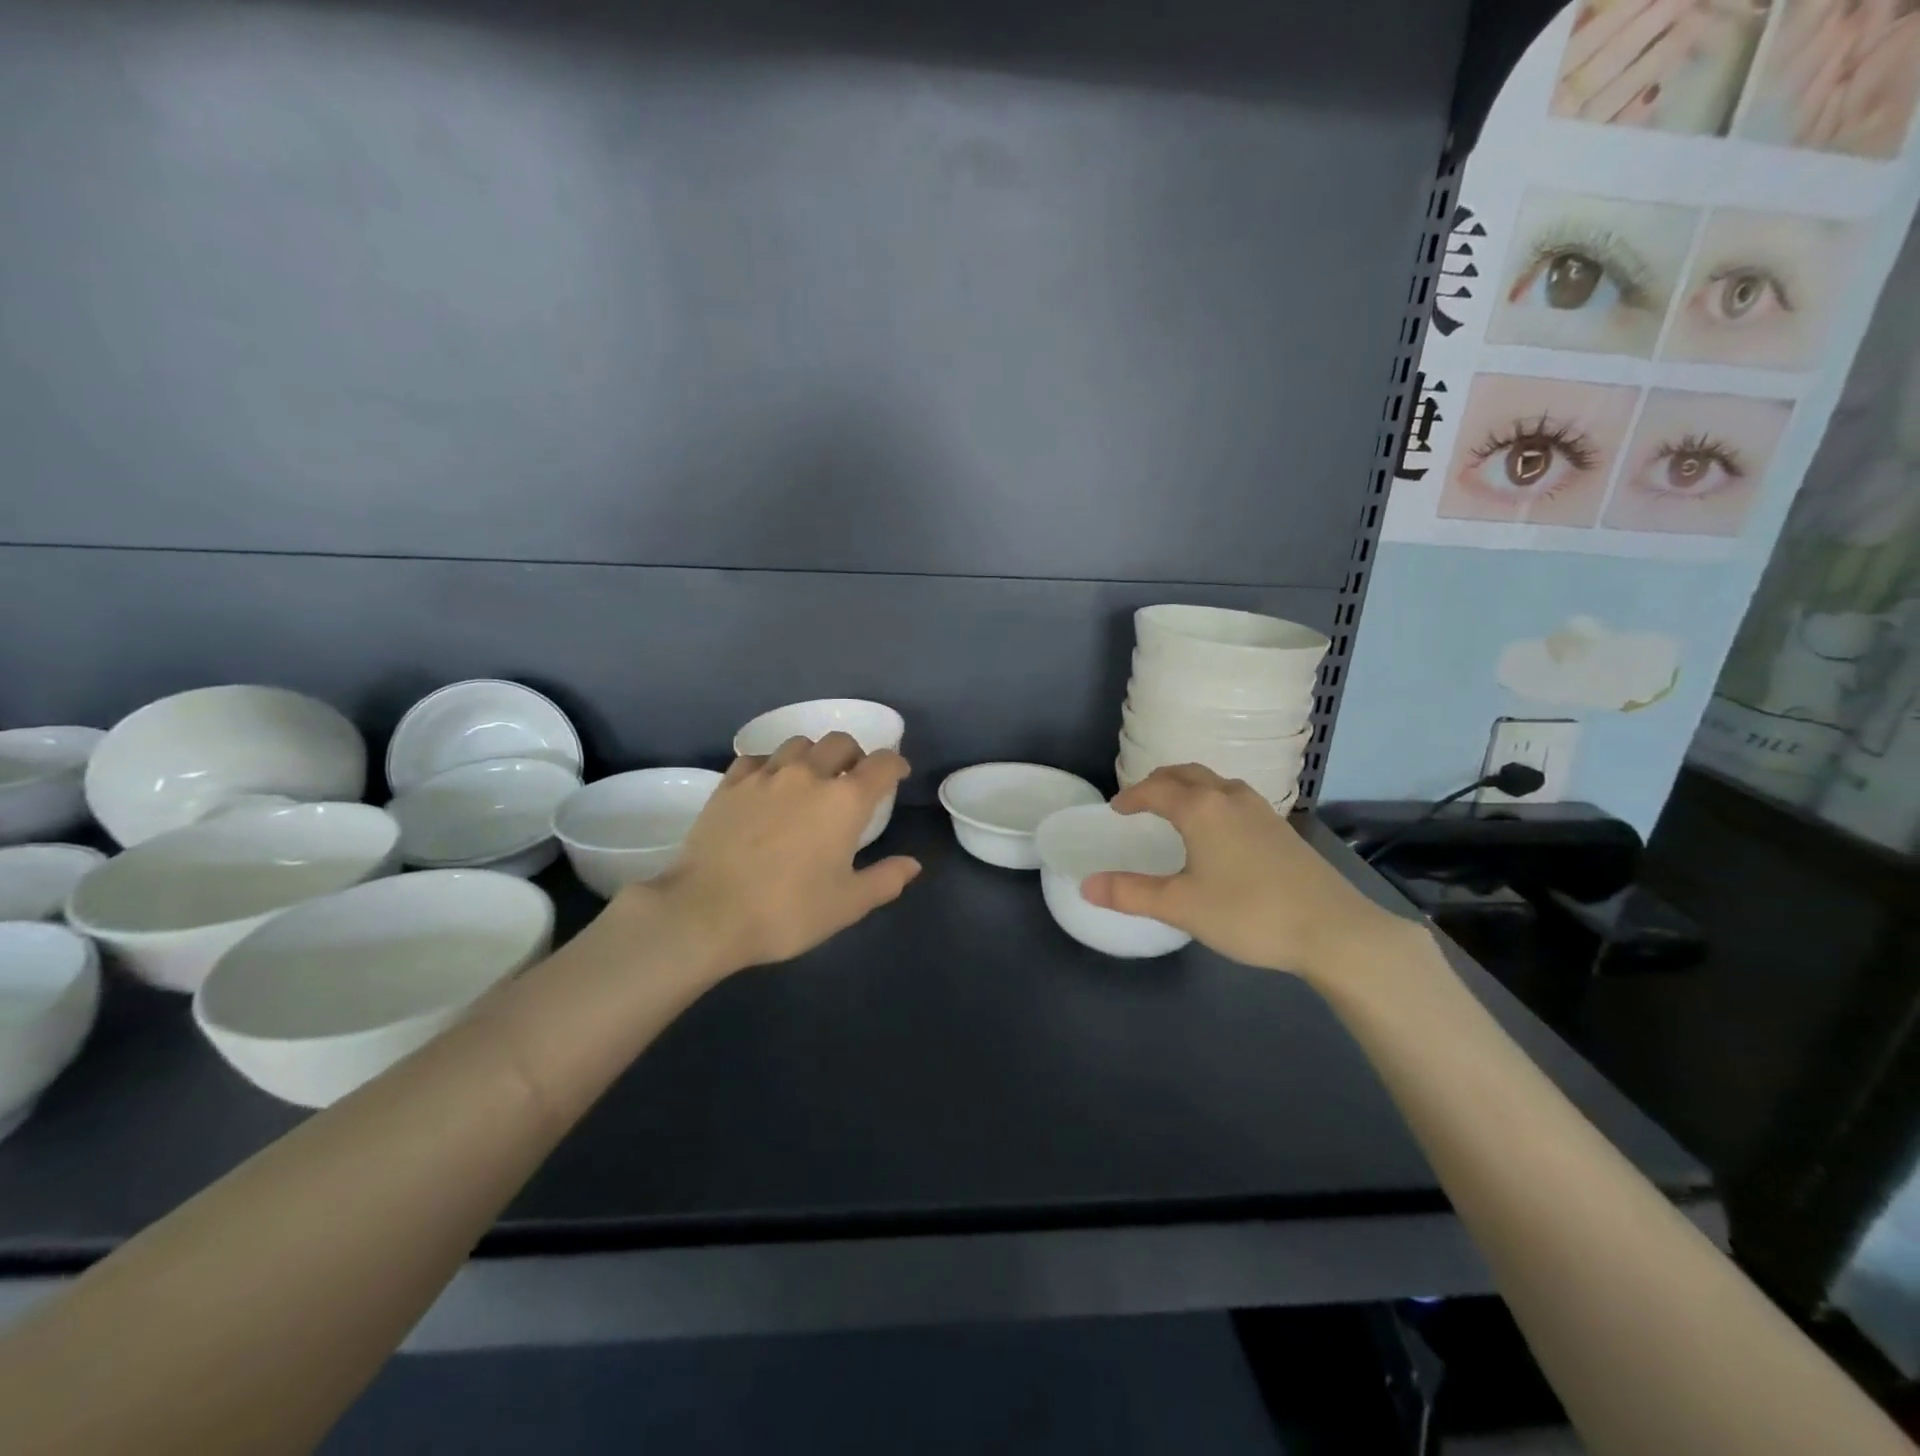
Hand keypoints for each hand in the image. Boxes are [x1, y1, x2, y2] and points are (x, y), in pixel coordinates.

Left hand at [637, 733, 921, 971]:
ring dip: (814, 755)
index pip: (882, 765)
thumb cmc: (786, 911)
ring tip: (811, 779)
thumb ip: (885, 880)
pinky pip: (758, 759)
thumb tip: (912, 865)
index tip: (898, 775)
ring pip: (798, 744)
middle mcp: (808, 775)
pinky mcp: (729, 784)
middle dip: (855, 755)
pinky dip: (772, 765)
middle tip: (854, 779)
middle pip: (840, 742)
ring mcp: (765, 776)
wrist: (706, 912)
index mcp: (845, 801)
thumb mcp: (847, 904)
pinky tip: (768, 786)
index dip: (896, 765)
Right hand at [1080, 765, 1415, 981]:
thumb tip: (1086, 886)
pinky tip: (1217, 833)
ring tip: (1176, 811)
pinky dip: (1212, 801)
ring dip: (1189, 788)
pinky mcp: (1281, 828)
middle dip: (1158, 782)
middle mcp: (1229, 797)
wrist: (1333, 930)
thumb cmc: (1248, 913)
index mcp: (1201, 808)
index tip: (1116, 810)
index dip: (1132, 796)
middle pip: (1186, 773)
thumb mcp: (1181, 906)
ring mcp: (1261, 810)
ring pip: (1215, 783)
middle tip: (1141, 801)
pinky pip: (1235, 798)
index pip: (1156, 789)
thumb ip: (1130, 894)